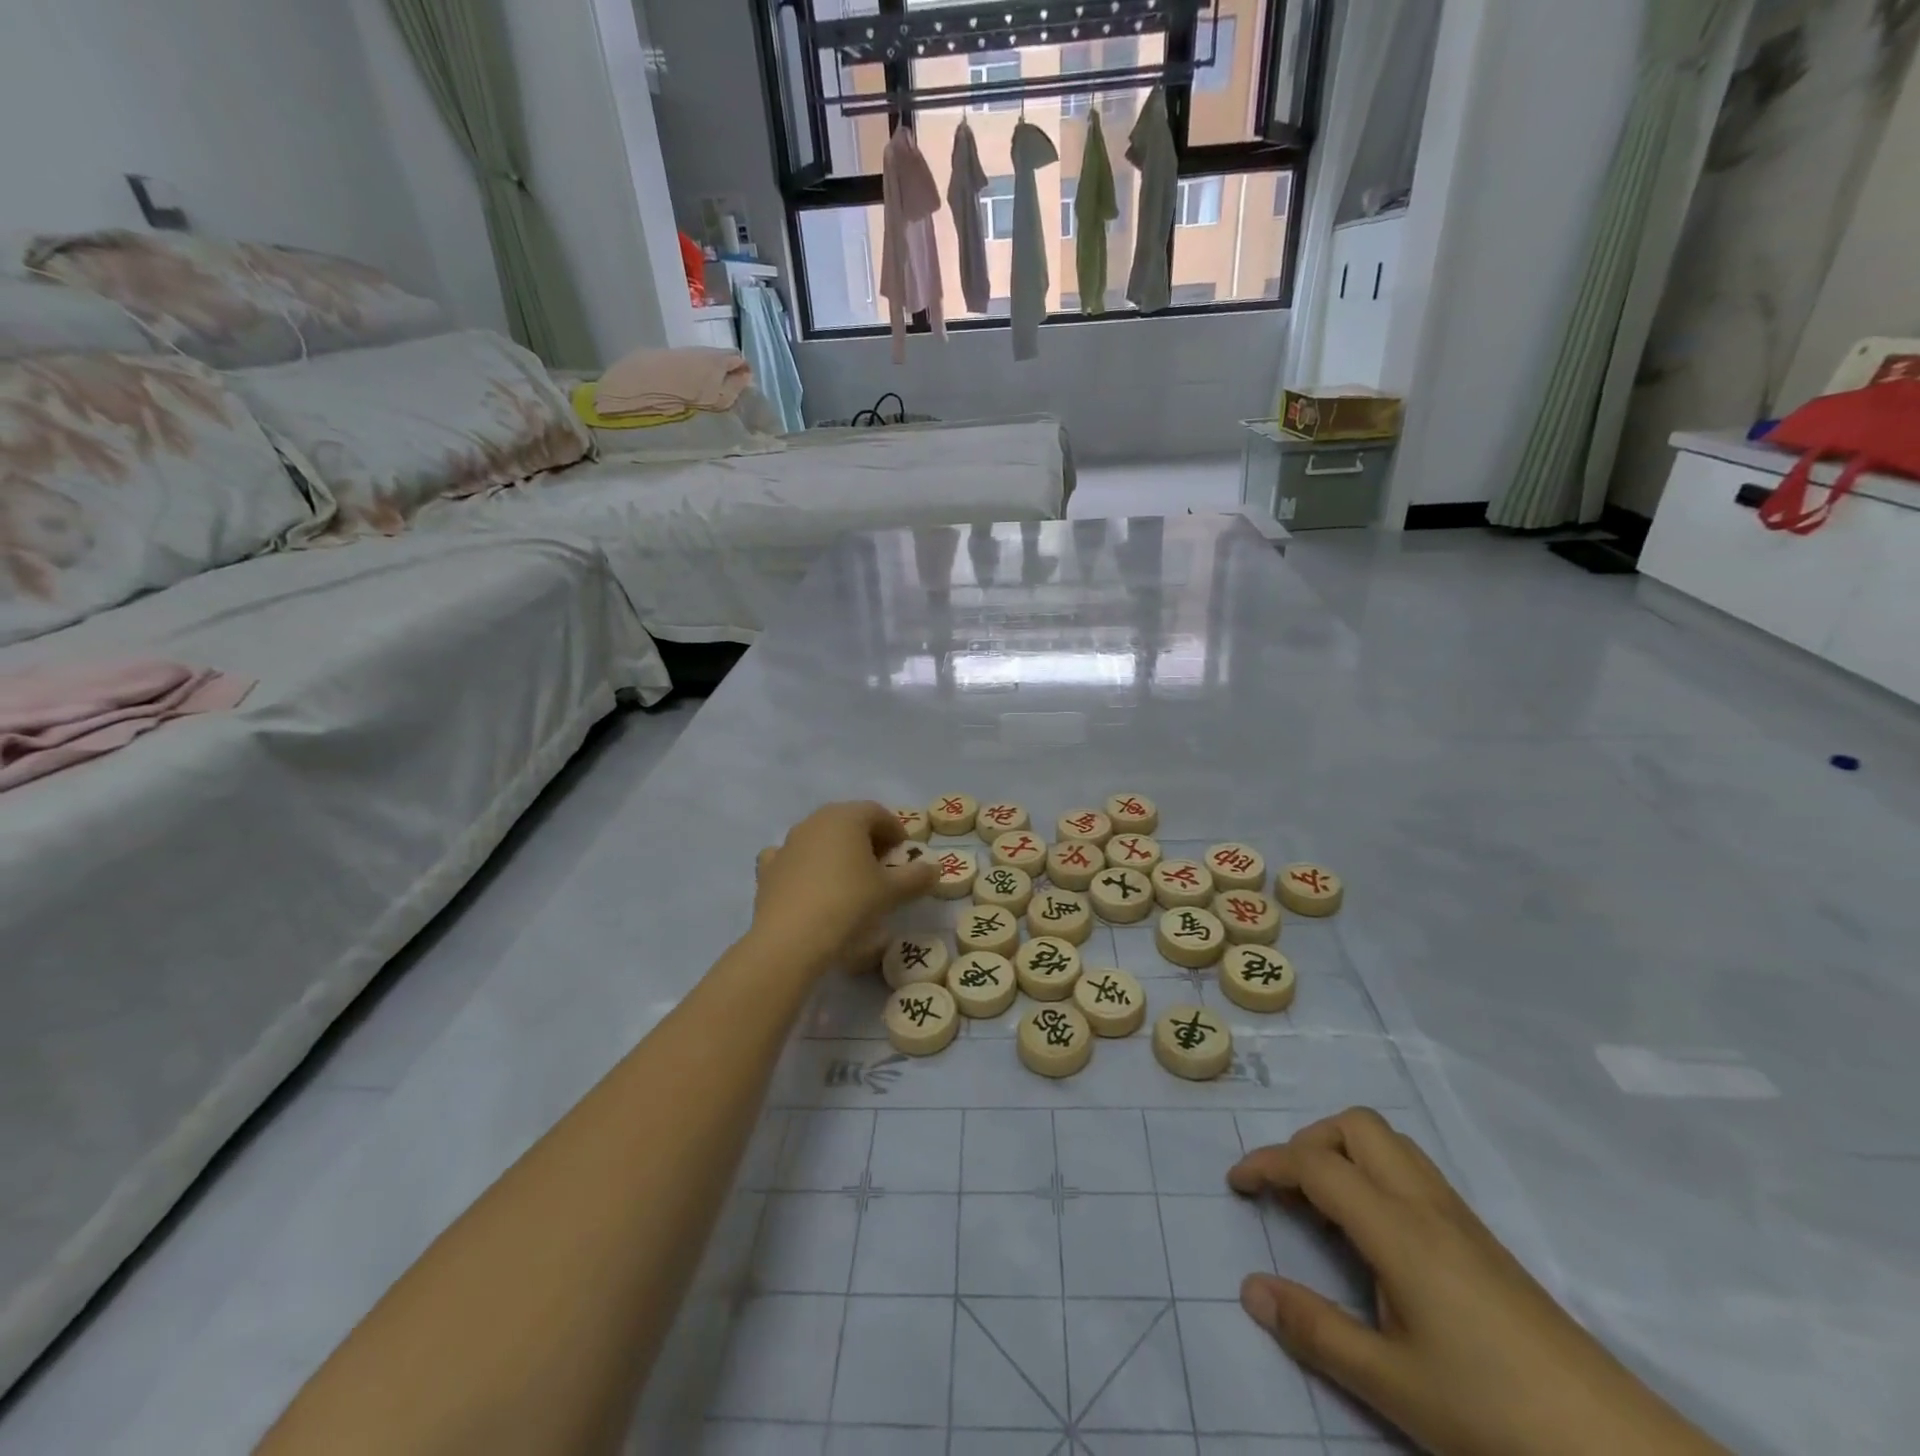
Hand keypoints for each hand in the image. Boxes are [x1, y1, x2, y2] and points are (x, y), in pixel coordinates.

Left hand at [753, 802, 935, 974]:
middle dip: (867, 839)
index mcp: (847, 817)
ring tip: (849, 880)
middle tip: (881, 866)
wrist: (791, 939)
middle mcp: (815, 821)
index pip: (877, 813)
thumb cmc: (849, 904)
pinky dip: (803, 865)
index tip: (904, 854)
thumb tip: (934, 868)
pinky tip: (810, 885)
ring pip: (819, 837)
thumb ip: (917, 877)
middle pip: (847, 821)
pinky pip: (791, 858)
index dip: (895, 831)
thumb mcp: (892, 892)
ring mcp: (788, 843)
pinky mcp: (769, 868)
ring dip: (836, 851)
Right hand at [1230, 1109, 1728, 1455]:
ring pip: (1389, 1144)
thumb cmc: (1495, 1414)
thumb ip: (1315, 1330)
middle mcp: (1426, 1205)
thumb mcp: (1392, 1385)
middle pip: (1357, 1127)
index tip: (1236, 1183)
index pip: (1315, 1164)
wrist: (1622, 1453)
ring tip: (1326, 1209)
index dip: (1267, 1163)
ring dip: (1344, 1154)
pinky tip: (1377, 1237)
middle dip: (1310, 1143)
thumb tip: (1250, 1288)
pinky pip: (1413, 1173)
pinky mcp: (1482, 1240)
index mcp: (1397, 1229)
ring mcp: (1460, 1218)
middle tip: (1291, 1193)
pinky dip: (1375, 1175)